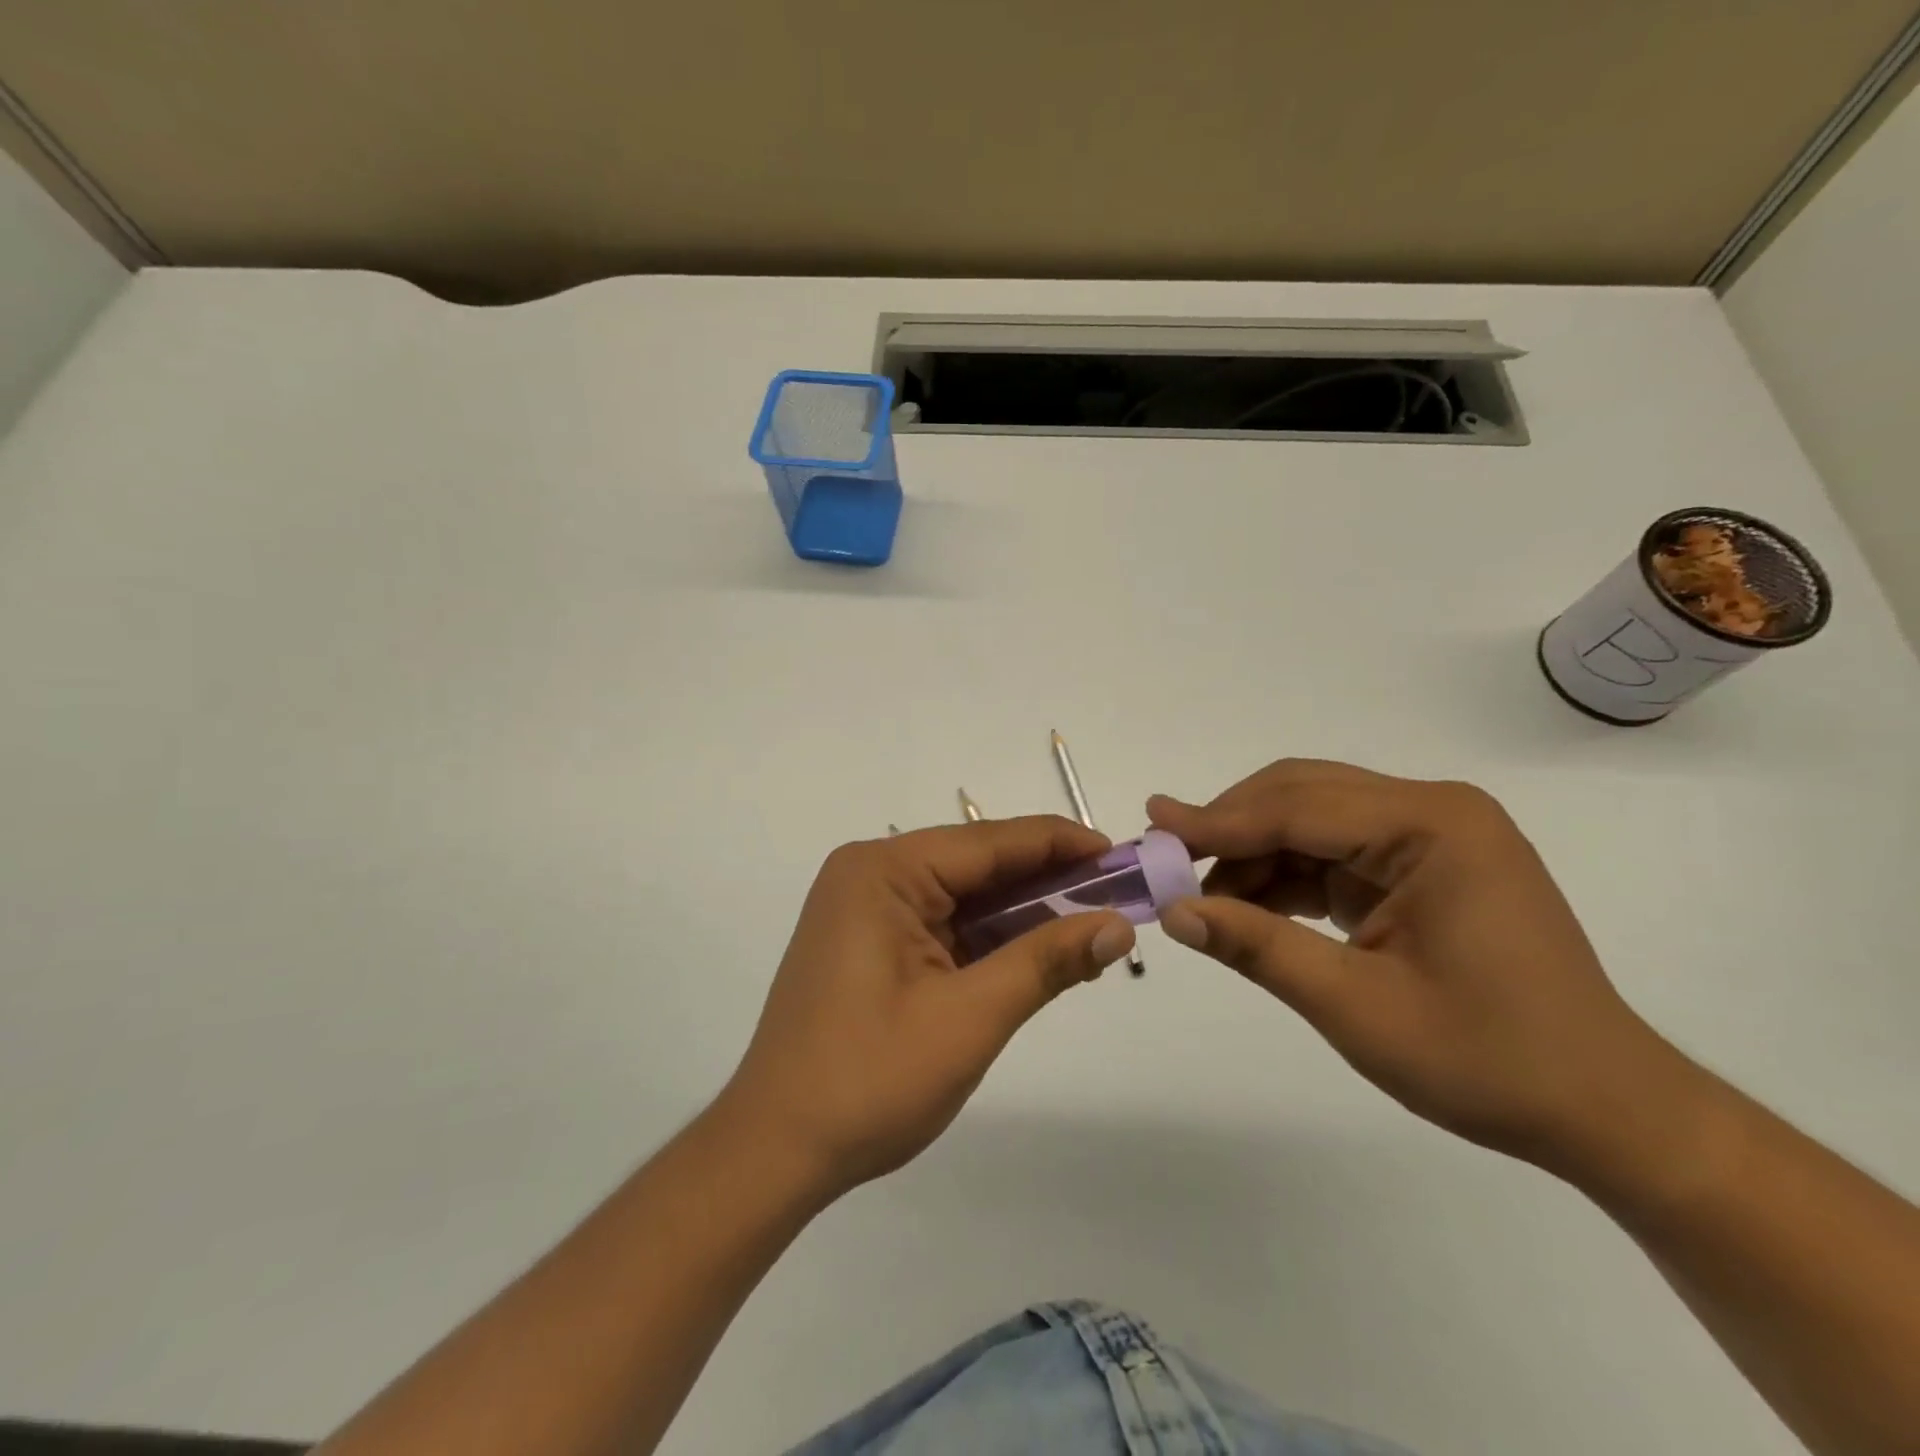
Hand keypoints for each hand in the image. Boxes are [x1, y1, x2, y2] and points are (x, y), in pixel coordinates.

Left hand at [717, 817, 1136, 1197]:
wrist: (776, 1150)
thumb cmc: (869, 1079)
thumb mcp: (970, 1017)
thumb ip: (1046, 962)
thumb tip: (1119, 924)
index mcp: (884, 871)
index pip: (991, 842)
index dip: (1061, 845)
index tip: (1122, 856)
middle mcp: (872, 875)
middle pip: (978, 866)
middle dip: (1048, 883)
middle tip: (1119, 899)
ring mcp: (868, 910)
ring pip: (965, 898)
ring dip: (1024, 916)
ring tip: (1092, 929)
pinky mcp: (871, 944)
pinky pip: (944, 927)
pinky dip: (991, 941)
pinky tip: (1039, 955)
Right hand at [1147, 760, 1691, 1171]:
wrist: (1603, 1110)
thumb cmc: (1490, 1061)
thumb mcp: (1356, 1007)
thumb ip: (1259, 948)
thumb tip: (1174, 912)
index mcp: (1433, 827)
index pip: (1298, 808)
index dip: (1218, 821)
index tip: (1150, 825)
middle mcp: (1433, 812)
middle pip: (1302, 796)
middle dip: (1231, 827)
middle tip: (1166, 859)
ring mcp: (1431, 837)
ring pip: (1311, 821)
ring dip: (1253, 854)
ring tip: (1201, 896)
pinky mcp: (1421, 867)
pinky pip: (1333, 853)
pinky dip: (1284, 876)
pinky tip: (1248, 906)